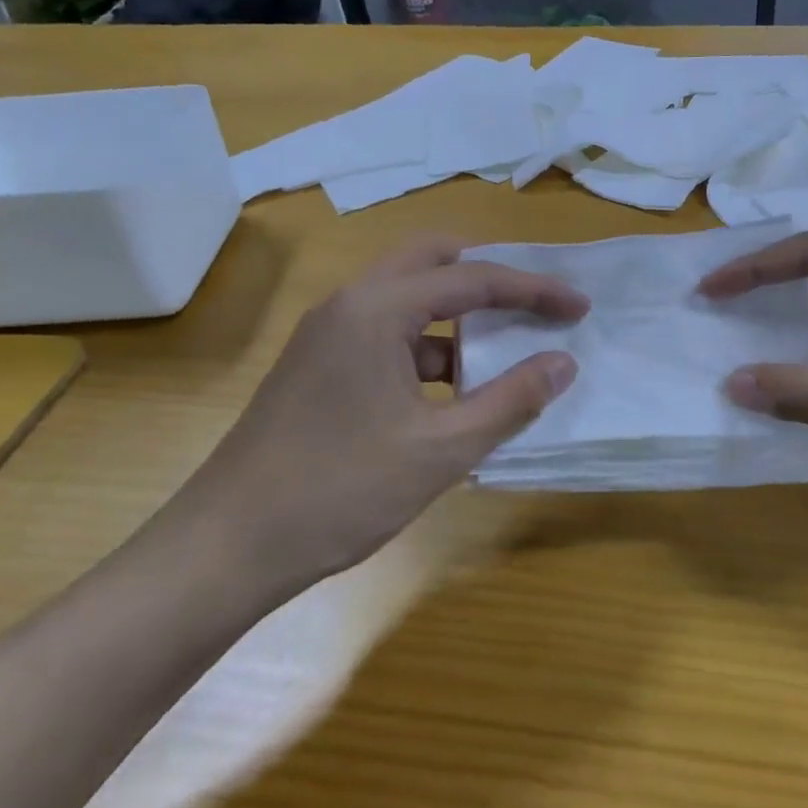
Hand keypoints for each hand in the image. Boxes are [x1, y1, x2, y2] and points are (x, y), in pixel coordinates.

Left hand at [179, 237, 586, 596]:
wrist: (228, 546)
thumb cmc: (340, 491)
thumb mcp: (441, 450)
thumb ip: (510, 401)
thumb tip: (562, 362)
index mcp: (376, 309)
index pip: (472, 279)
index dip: (534, 290)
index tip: (579, 307)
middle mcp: (348, 303)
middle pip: (431, 262)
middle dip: (489, 278)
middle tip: (535, 305)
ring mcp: (327, 333)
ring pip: (406, 299)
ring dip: (456, 318)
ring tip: (503, 356)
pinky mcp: (318, 364)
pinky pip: (386, 334)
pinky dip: (427, 349)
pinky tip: (453, 394)